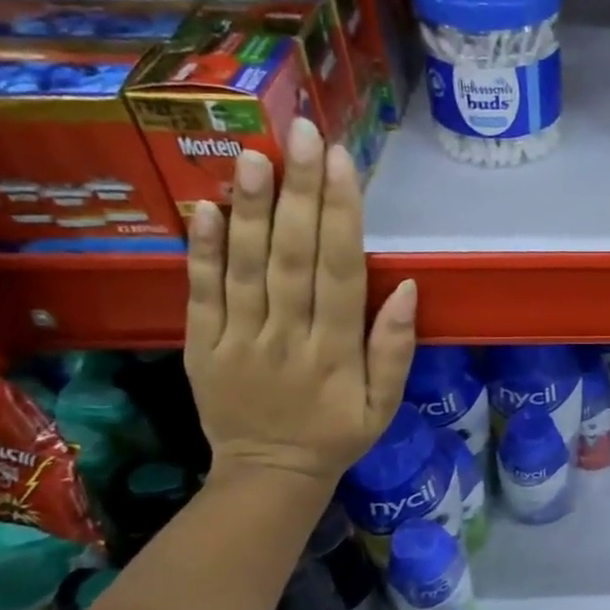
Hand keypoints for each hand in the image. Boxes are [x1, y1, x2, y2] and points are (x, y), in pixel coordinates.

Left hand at [184, 120, 416, 497]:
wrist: (269, 476)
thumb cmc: (337, 435)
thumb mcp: (384, 405)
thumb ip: (395, 350)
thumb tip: (409, 289)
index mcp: (336, 353)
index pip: (340, 272)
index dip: (342, 216)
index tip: (342, 163)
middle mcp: (287, 338)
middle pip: (293, 257)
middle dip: (299, 192)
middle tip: (300, 133)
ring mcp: (239, 340)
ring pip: (245, 267)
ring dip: (250, 210)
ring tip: (254, 155)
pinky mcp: (201, 346)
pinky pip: (201, 294)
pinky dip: (202, 251)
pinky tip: (205, 208)